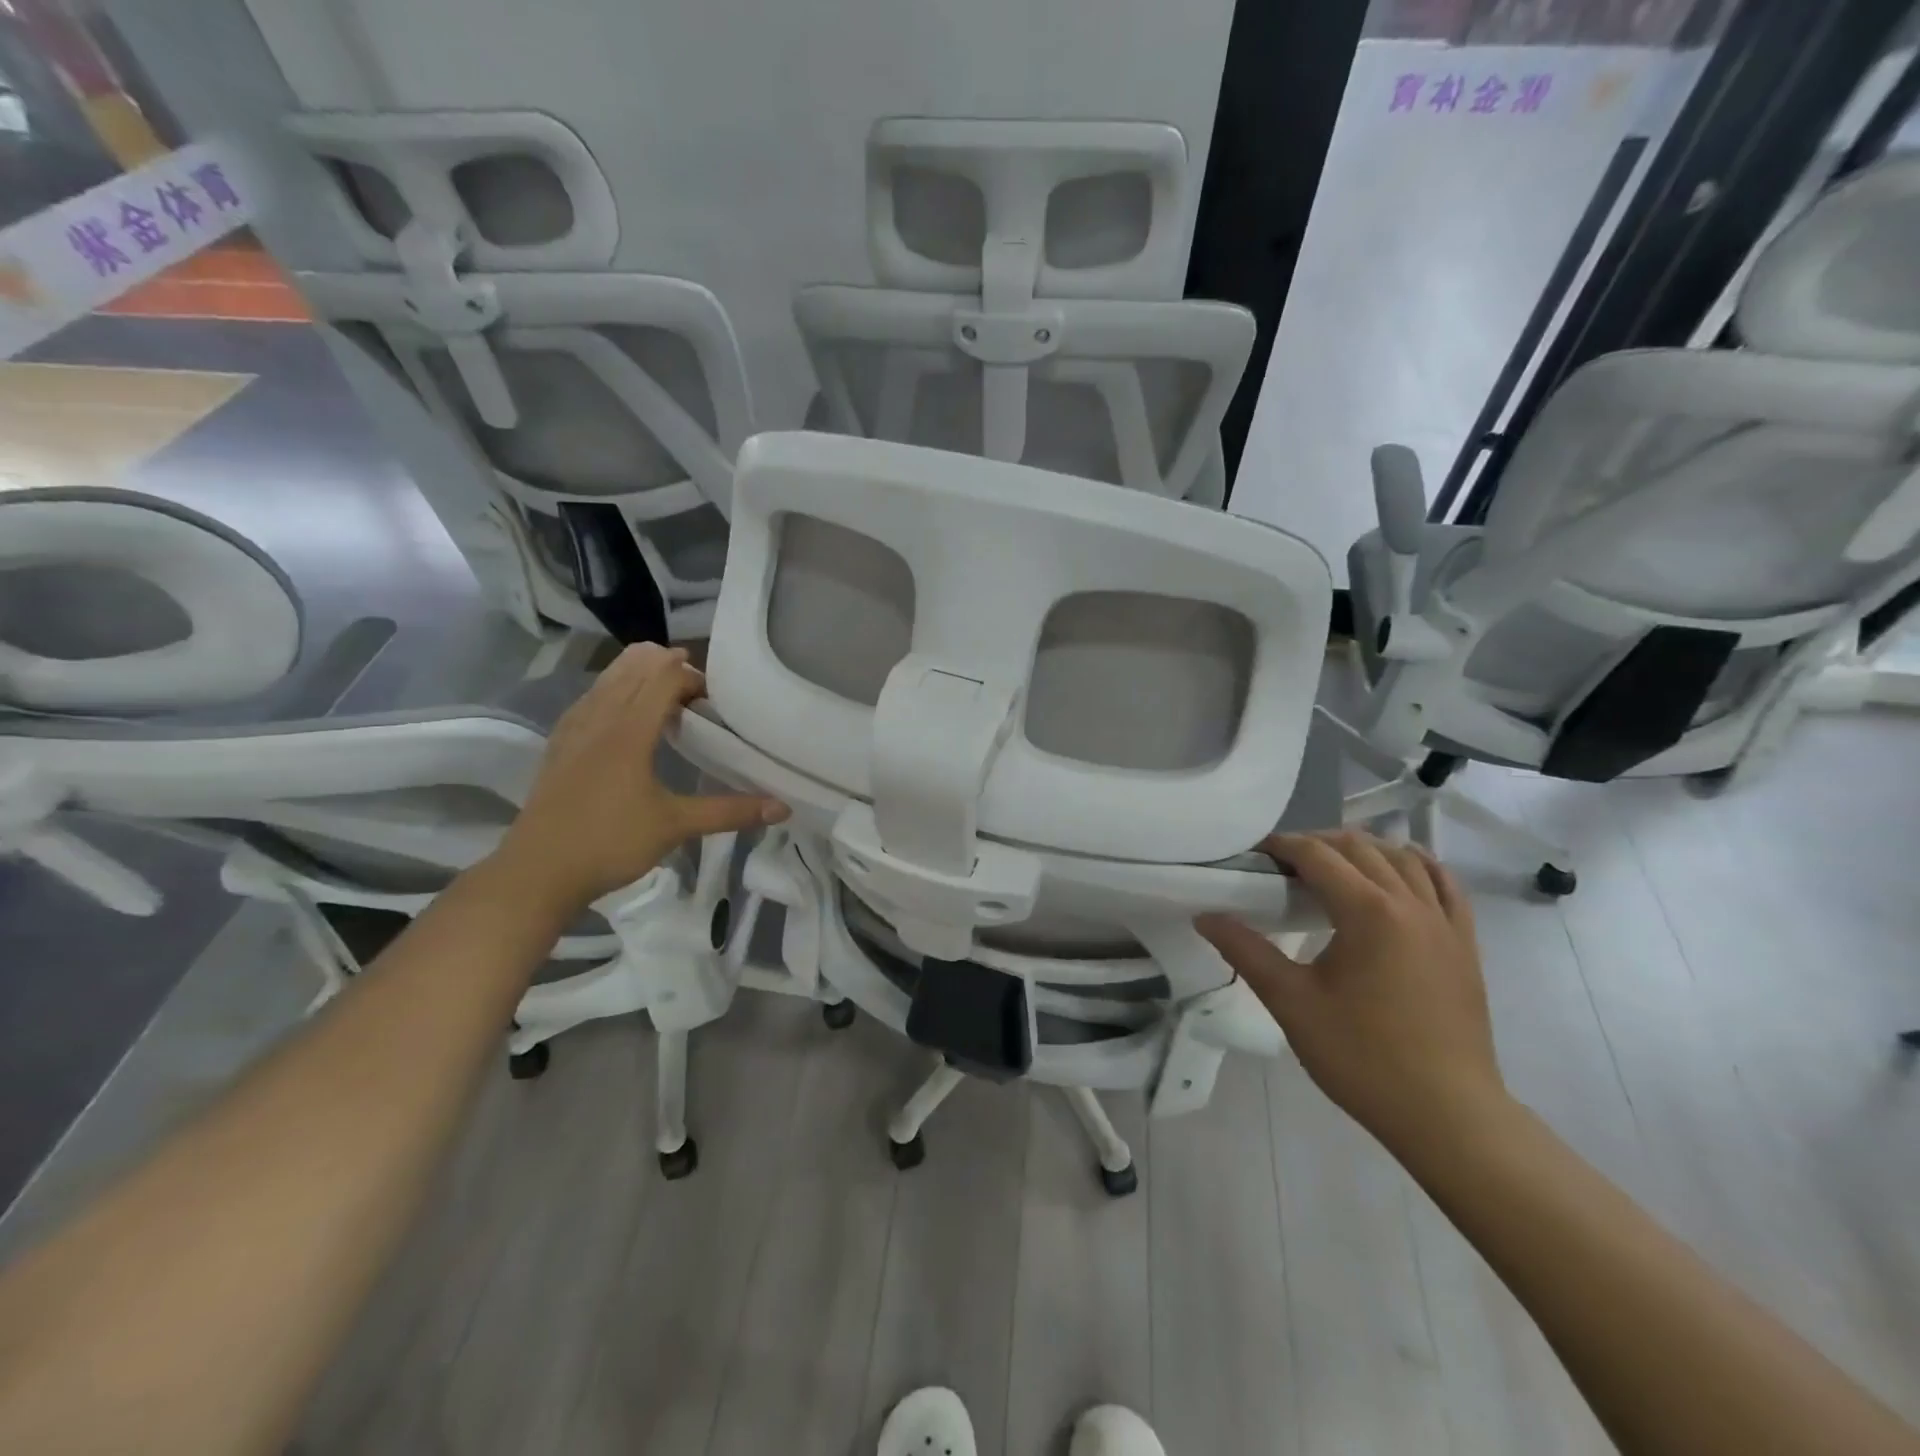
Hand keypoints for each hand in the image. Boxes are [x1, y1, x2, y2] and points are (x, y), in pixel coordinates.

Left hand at [495, 644, 788, 915]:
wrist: (536, 873)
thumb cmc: (609, 844)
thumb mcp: (675, 827)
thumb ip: (730, 812)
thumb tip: (782, 808)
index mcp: (628, 731)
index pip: (663, 678)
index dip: (692, 677)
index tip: (715, 700)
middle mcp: (598, 719)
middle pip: (632, 667)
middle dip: (667, 666)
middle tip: (695, 692)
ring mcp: (573, 731)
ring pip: (606, 680)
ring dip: (637, 675)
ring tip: (665, 695)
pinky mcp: (558, 747)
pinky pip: (589, 700)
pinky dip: (612, 693)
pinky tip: (620, 715)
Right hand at [1198, 830, 1505, 1150]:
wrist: (1448, 1115)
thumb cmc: (1362, 1057)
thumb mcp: (1292, 1003)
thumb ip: (1246, 952)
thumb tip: (1205, 917)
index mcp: (1368, 912)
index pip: (1318, 856)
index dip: (1282, 846)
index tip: (1254, 853)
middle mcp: (1410, 904)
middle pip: (1361, 848)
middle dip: (1318, 843)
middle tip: (1283, 862)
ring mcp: (1445, 923)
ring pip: (1404, 859)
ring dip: (1364, 849)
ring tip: (1332, 863)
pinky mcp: (1465, 945)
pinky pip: (1445, 885)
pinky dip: (1418, 866)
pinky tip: (1402, 867)